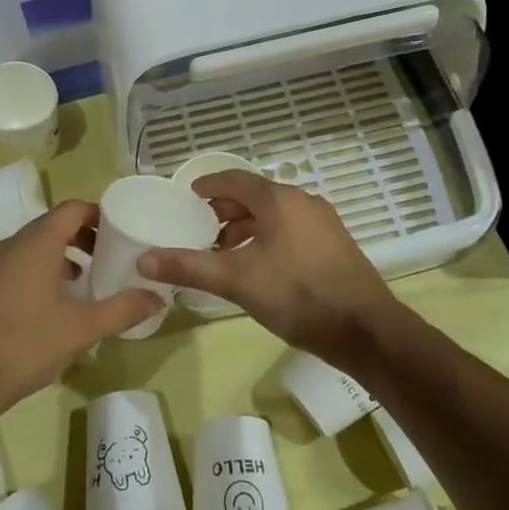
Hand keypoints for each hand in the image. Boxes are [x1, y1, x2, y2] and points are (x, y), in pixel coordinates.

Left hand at [0, 201, 160, 417]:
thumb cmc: (28, 343)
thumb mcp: (83, 328)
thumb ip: (122, 309)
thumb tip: (157, 298)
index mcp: (37, 243)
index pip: (71, 209)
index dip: (97, 214)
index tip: (120, 231)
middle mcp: (11, 245)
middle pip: (52, 226)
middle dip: (82, 237)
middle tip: (107, 257)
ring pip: (32, 247)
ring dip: (60, 256)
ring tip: (84, 282)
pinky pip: (16, 265)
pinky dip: (38, 271)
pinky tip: (51, 305)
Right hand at [139, 172, 398, 363]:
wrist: (365, 329)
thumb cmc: (296, 295)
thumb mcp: (235, 280)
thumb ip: (188, 267)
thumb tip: (142, 260)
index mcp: (277, 199)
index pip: (233, 179)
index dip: (207, 186)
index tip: (188, 197)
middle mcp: (302, 200)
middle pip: (254, 195)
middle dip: (225, 210)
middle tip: (200, 229)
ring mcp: (323, 221)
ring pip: (274, 213)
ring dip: (247, 226)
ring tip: (226, 251)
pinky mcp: (335, 243)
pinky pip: (292, 228)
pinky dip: (268, 236)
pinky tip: (261, 265)